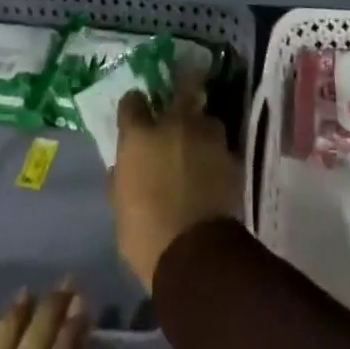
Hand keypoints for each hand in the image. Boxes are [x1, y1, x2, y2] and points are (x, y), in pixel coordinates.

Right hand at [110, 81, 239, 290]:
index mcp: (140, 136)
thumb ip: (122, 178)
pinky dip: (215, 154)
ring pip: (204, 118)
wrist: (195, 255)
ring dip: (199, 129)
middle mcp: (174, 124)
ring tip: (197, 147)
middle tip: (173, 118)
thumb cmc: (146, 235)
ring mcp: (206, 136)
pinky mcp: (230, 154)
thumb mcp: (120, 209)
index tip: (135, 116)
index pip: (132, 101)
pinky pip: (220, 145)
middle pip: (177, 93)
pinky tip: (213, 169)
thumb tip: (122, 168)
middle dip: (176, 101)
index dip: (133, 107)